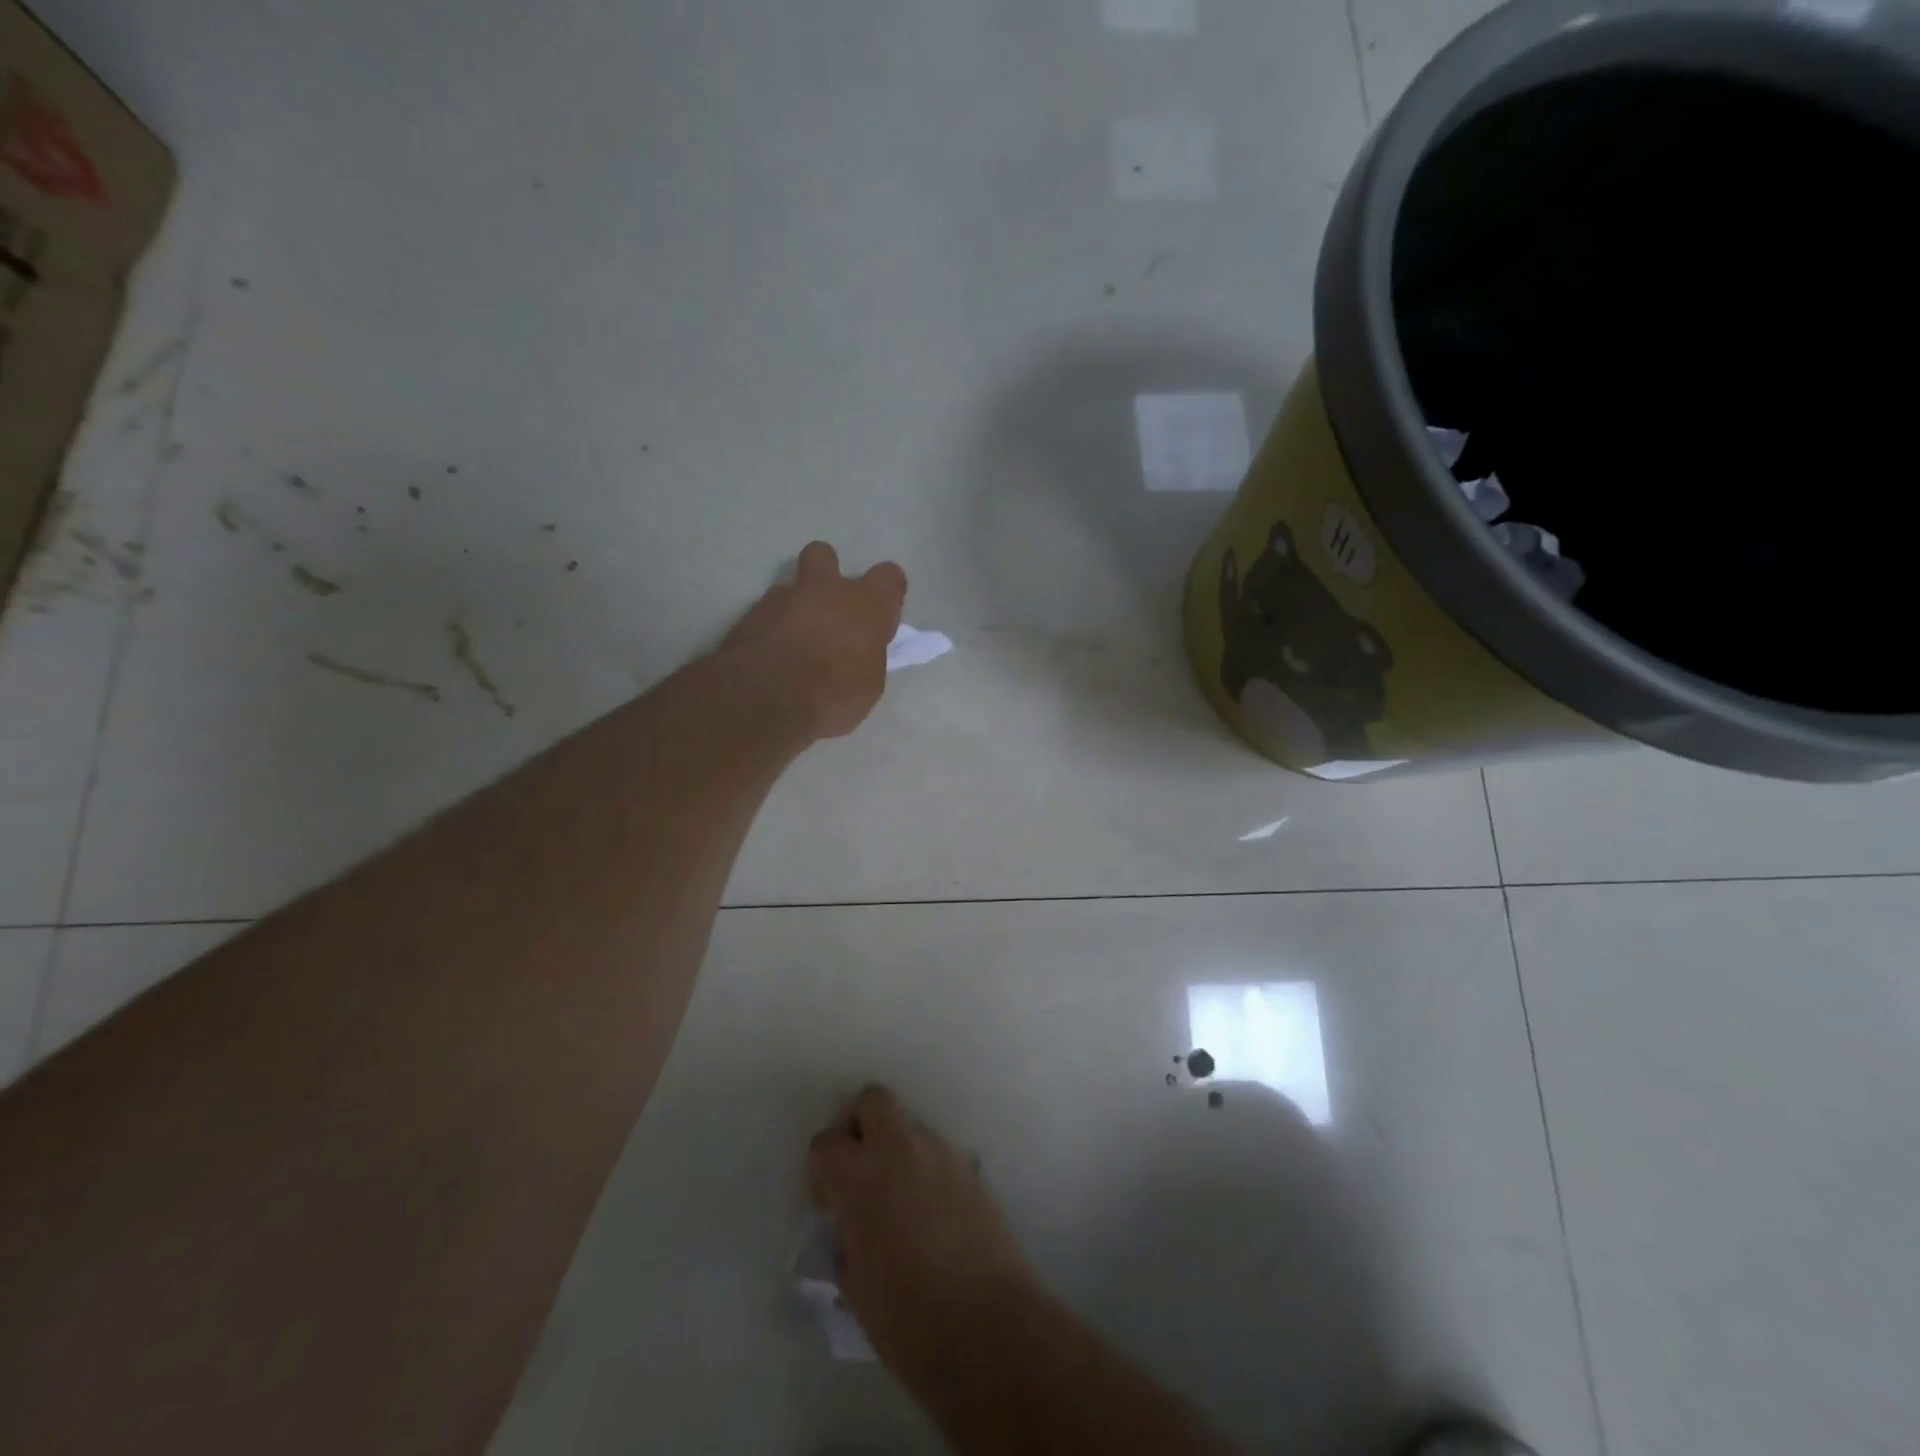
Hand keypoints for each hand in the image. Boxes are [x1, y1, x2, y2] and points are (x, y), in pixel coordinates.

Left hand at [717, 542, 906, 740]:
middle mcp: (824, 590)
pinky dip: (771, 630)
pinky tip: (771, 657)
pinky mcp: (749, 616)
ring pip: (790, 588)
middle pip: (824, 555)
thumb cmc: (833, 696)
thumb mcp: (868, 684)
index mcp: (864, 604)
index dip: (887, 593)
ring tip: (794, 644)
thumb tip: (858, 650)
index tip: (882, 617)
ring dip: (796, 609)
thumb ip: (866, 654)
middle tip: (828, 608)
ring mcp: (781, 598)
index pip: (888, 577)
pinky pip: (766, 615)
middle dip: (827, 573)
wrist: (766, 701)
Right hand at [808, 1086, 1040, 1384]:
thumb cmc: (908, 1319)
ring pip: (911, 1127)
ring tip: (903, 1202)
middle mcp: (901, 1151)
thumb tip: (850, 1233)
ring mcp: (942, 1154)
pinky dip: (929, 1171)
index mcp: (861, 1178)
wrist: (988, 1327)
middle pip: (874, 1100)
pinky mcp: (973, 1169)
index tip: (830, 1203)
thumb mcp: (856, 1288)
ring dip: (899, 1150)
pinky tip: (934, 1216)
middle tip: (862, 1171)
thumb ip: (846, 1244)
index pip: (826, 1143)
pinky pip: (940, 1155)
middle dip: (861, 1125)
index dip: (822, 1170)